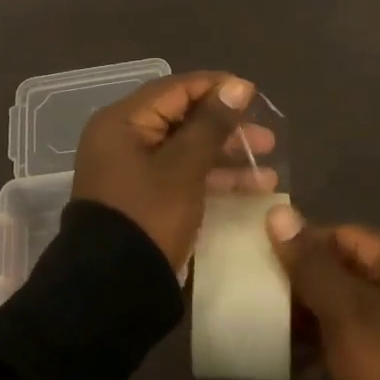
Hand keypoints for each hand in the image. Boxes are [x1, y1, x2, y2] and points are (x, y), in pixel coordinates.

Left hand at [72, 72, 277, 269]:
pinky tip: (252, 189)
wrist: (111, 293)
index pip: (176, 89)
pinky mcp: (145, 199)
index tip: (254, 95)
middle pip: (183, 119)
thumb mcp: (184, 167)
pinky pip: (183, 176)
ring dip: (227, 157)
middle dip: (227, 129)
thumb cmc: (148, 216)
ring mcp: (134, 171)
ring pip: (187, 151)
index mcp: (123, 121)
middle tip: (267, 140)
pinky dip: (213, 179)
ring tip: (268, 171)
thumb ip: (211, 124)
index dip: (217, 89)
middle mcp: (124, 139)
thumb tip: (236, 86)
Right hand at [267, 207, 379, 379]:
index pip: (338, 234)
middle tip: (266, 303)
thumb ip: (309, 262)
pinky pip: (354, 339)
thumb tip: (277, 212)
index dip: (301, 246)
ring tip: (276, 337)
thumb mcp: (343, 309)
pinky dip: (328, 346)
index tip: (266, 264)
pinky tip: (301, 367)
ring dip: (312, 319)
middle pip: (341, 270)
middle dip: (303, 286)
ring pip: (345, 306)